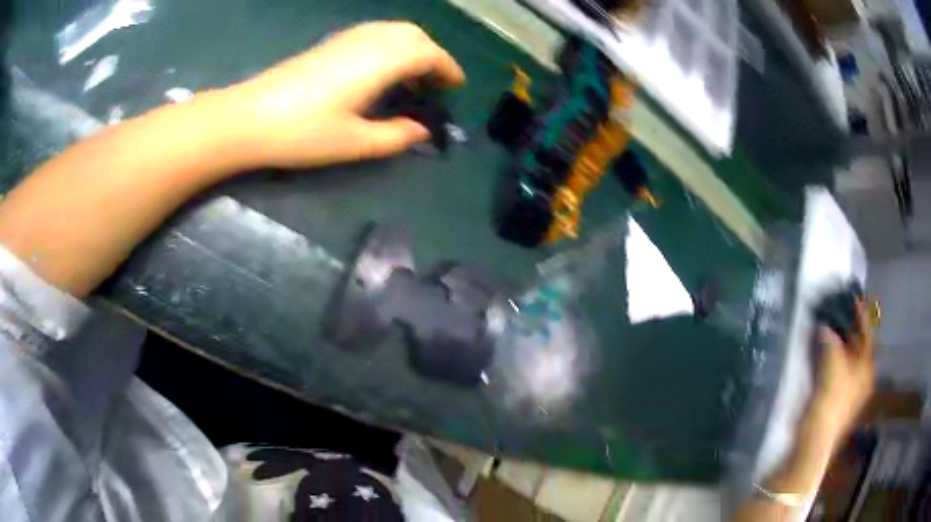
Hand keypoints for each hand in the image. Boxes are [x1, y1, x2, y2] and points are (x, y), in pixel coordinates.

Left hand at [227, 22, 464, 167]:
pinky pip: (374, 33)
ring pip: (393, 30)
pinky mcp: (329, 44)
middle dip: (434, 54)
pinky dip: (390, 45)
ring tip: (412, 76)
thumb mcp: (354, 142)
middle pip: (414, 35)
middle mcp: (368, 41)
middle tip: (436, 82)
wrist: (248, 118)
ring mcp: (345, 39)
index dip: (448, 68)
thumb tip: (422, 130)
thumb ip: (395, 135)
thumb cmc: (302, 132)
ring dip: (412, 47)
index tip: (456, 87)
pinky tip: (381, 69)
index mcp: (380, 61)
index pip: (428, 53)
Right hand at [806, 298, 875, 446]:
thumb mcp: (833, 364)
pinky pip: (838, 370)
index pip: (866, 333)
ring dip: (839, 342)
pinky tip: (824, 352)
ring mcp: (850, 390)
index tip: (853, 297)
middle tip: (839, 310)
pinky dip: (832, 358)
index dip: (860, 314)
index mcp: (867, 367)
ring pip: (847, 358)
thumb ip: (830, 340)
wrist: (815, 438)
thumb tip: (824, 326)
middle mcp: (862, 376)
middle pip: (858, 346)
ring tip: (830, 327)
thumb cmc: (831, 399)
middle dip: (849, 328)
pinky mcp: (837, 398)